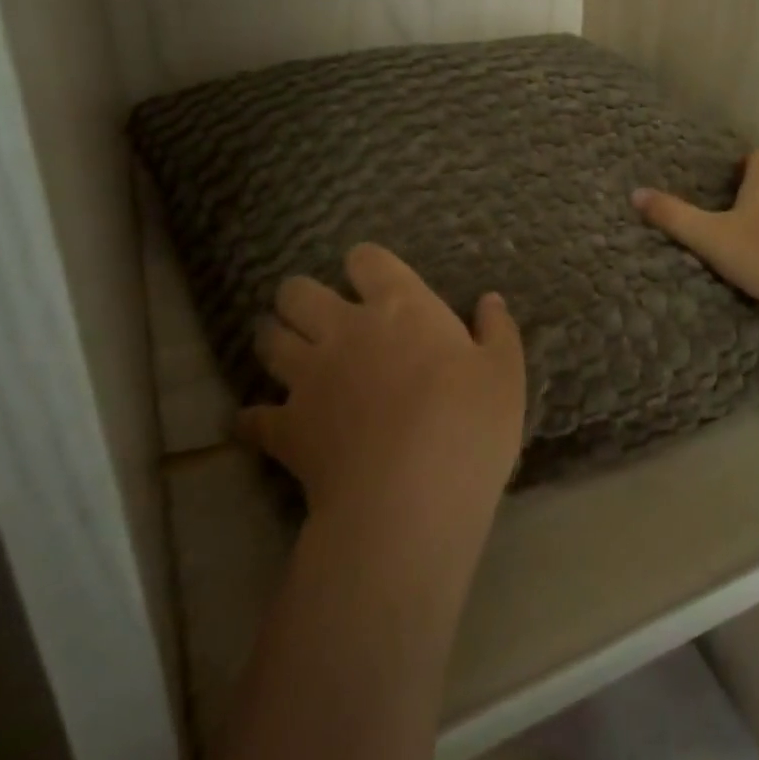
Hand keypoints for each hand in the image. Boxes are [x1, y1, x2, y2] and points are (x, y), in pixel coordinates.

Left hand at [242, 244, 526, 532]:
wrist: (410, 499)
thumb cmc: (469, 425)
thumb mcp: (504, 374)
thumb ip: (497, 331)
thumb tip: (490, 300)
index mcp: (400, 308)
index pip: (366, 260)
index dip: (365, 264)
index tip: (373, 280)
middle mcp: (345, 330)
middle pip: (297, 292)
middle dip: (301, 297)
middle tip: (317, 315)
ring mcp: (309, 378)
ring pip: (269, 340)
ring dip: (274, 340)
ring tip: (285, 351)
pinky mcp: (286, 428)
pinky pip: (254, 417)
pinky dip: (254, 419)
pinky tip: (258, 423)